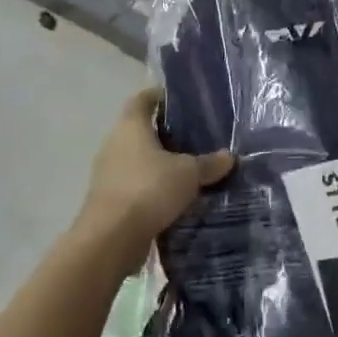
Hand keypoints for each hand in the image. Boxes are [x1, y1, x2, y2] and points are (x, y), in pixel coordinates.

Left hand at [76, 89, 233, 270]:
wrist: (110, 240)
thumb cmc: (148, 189)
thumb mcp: (188, 174)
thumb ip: (209, 163)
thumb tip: (229, 156)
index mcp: (130, 126)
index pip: (143, 99)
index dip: (161, 96)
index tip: (183, 101)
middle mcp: (114, 144)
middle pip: (141, 130)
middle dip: (166, 134)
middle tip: (196, 137)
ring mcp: (108, 173)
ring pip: (139, 160)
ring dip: (160, 164)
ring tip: (190, 169)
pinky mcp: (109, 200)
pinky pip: (136, 185)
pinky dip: (153, 188)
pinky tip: (176, 198)